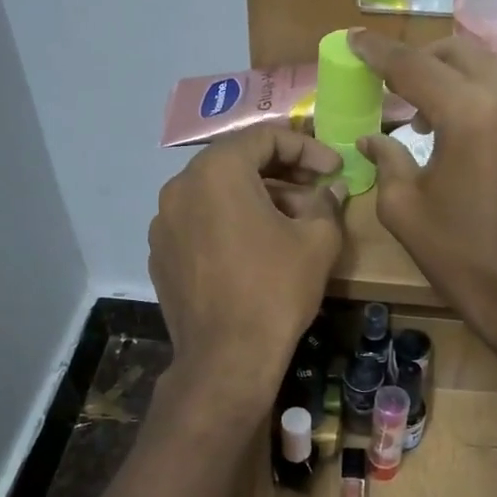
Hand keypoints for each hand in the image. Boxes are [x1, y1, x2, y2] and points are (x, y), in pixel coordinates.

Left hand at [148, 128, 345, 413]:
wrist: (226, 359)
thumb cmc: (275, 290)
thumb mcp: (317, 241)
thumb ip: (327, 203)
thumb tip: (332, 189)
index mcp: (216, 171)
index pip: (265, 137)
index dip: (307, 147)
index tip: (334, 169)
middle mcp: (180, 187)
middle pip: (237, 163)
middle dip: (282, 173)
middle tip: (317, 192)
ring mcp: (164, 223)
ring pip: (217, 194)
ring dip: (257, 199)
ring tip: (292, 223)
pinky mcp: (161, 255)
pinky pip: (200, 224)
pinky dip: (230, 224)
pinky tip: (256, 250)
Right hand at [348, 30, 496, 350]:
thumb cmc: (459, 254)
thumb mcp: (404, 209)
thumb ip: (386, 160)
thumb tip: (371, 138)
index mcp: (468, 113)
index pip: (414, 66)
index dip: (378, 52)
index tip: (354, 41)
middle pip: (458, 52)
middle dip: (420, 60)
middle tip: (392, 86)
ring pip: (492, 63)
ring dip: (456, 73)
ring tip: (430, 108)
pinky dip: (487, 90)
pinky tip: (469, 121)